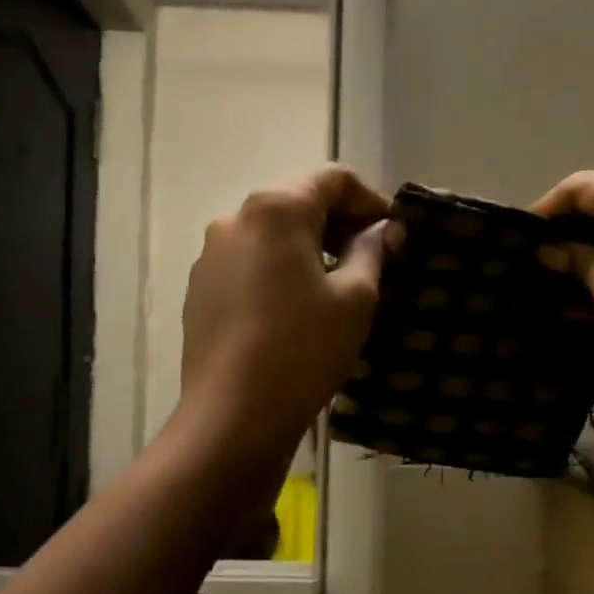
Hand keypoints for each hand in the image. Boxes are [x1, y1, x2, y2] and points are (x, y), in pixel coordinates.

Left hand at [177, 166, 393, 464]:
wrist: (234, 415)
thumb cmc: (304, 349)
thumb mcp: (355, 299)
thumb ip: (373, 252)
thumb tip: (384, 231)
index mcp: (274, 209)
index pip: (332, 179)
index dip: (370, 200)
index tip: (394, 233)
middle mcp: (233, 220)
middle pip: (297, 203)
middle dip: (339, 225)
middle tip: (373, 260)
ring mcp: (210, 256)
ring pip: (271, 236)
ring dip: (309, 250)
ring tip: (336, 288)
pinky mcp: (199, 290)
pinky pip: (249, 265)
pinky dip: (279, 272)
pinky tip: (296, 310)